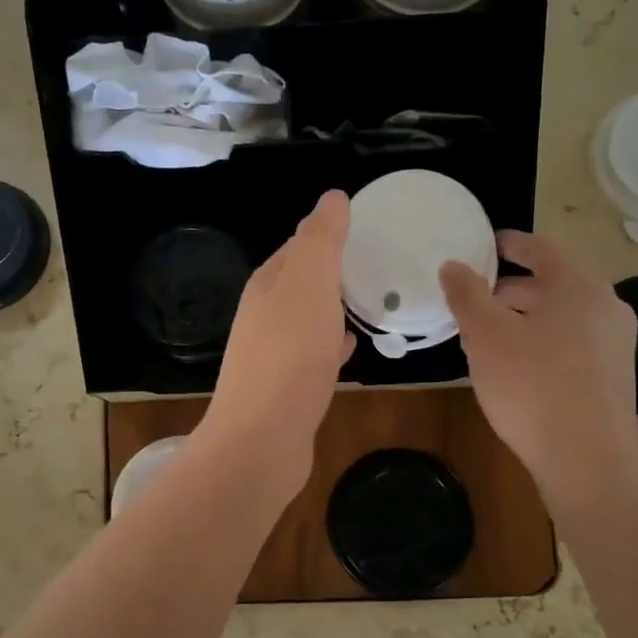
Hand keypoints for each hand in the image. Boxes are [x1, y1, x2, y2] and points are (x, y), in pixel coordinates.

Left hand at [196, 191, 354, 499]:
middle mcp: (263, 317)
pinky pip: (313, 355)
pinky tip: (352, 349)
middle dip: (332, 273)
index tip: (364, 229)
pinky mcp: (286, 389)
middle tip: (375, 265)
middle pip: (301, 284)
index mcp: (267, 286)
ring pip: (308, 320)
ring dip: (333, 309)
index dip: (326, 235)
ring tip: (370, 301)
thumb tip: (331, 197)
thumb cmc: (289, 356)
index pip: (297, 247)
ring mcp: (272, 355)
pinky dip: (332, 345)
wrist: (262, 440)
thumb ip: (321, 240)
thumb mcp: (309, 285)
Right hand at [440, 230, 637, 515]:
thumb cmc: (533, 388)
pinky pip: (571, 344)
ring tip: (489, 336)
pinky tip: (517, 368)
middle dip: (512, 289)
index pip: (541, 250)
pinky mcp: (613, 378)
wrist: (587, 462)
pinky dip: (542, 342)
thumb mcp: (487, 337)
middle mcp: (606, 308)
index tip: (488, 243)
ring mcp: (615, 345)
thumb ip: (467, 295)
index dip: (511, 243)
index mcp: (578, 288)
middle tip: (476, 298)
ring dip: (525, 319)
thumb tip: (453, 265)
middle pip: (552, 285)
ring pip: (561, 318)